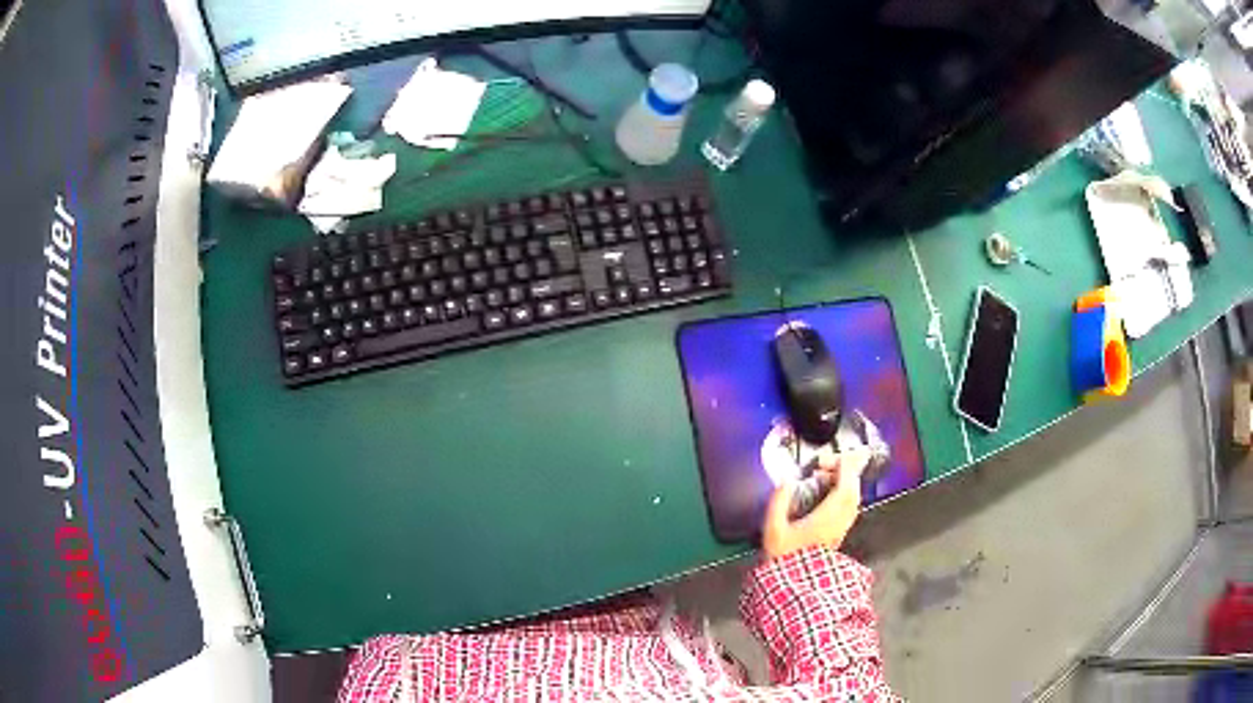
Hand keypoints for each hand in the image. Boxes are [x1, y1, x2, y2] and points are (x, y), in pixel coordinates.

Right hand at [762, 446, 869, 559]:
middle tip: (826, 465)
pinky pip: (849, 508)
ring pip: (853, 499)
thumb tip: (785, 482)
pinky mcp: (839, 535)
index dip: (842, 466)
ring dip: (845, 483)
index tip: (828, 459)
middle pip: (853, 489)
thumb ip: (778, 502)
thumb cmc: (783, 559)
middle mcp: (840, 521)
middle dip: (844, 471)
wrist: (793, 585)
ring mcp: (842, 529)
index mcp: (827, 517)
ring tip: (826, 478)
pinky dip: (844, 495)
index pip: (846, 484)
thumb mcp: (773, 529)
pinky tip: (829, 497)